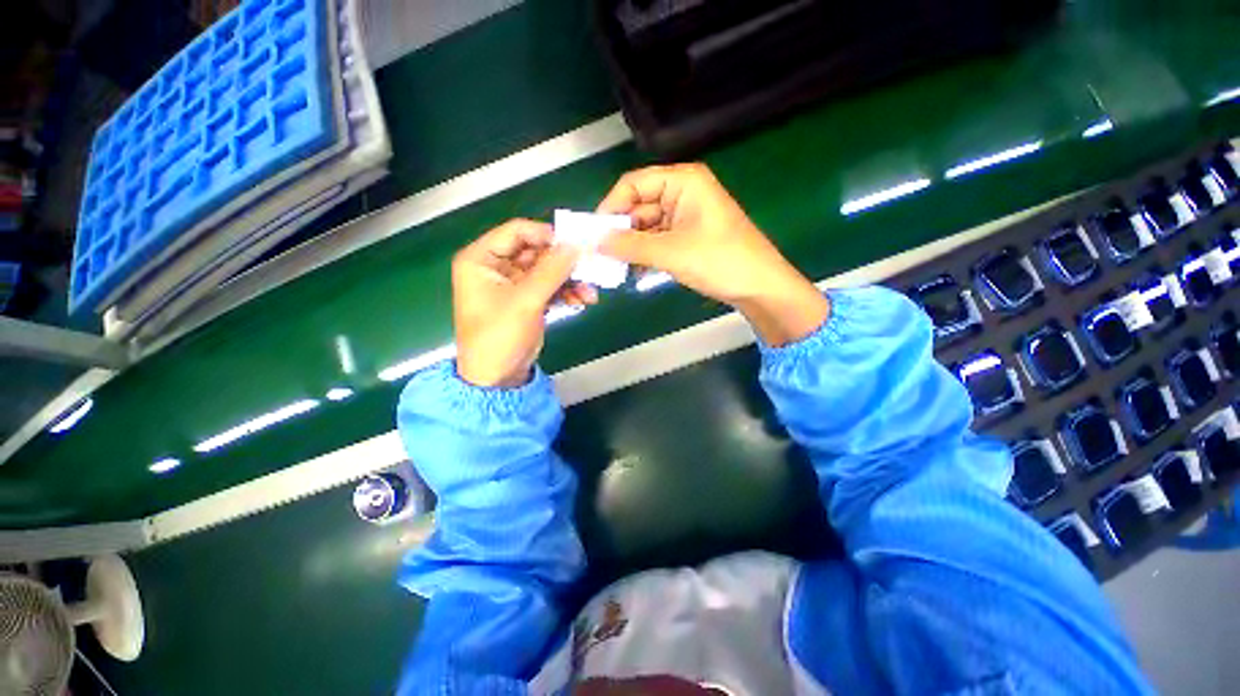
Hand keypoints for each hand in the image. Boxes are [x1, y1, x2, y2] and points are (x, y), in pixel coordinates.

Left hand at [453, 219, 596, 387]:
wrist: (497, 377)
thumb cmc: (500, 336)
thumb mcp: (526, 301)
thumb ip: (552, 270)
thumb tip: (577, 244)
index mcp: (481, 259)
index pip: (517, 231)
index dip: (546, 234)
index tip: (575, 244)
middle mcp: (496, 266)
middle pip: (536, 251)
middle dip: (564, 262)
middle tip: (590, 267)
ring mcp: (514, 284)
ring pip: (547, 270)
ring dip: (570, 279)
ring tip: (589, 292)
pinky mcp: (528, 299)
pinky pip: (550, 287)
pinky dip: (567, 292)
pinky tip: (583, 301)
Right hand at [597, 163, 828, 345]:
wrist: (758, 285)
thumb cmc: (719, 260)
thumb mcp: (670, 252)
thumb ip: (630, 245)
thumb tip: (594, 242)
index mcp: (682, 181)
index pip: (633, 184)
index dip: (611, 206)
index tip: (593, 233)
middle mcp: (682, 193)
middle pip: (639, 206)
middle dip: (620, 231)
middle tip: (600, 255)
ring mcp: (685, 216)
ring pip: (647, 226)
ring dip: (632, 246)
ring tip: (615, 267)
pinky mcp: (688, 236)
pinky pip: (658, 240)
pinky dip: (645, 254)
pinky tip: (635, 271)